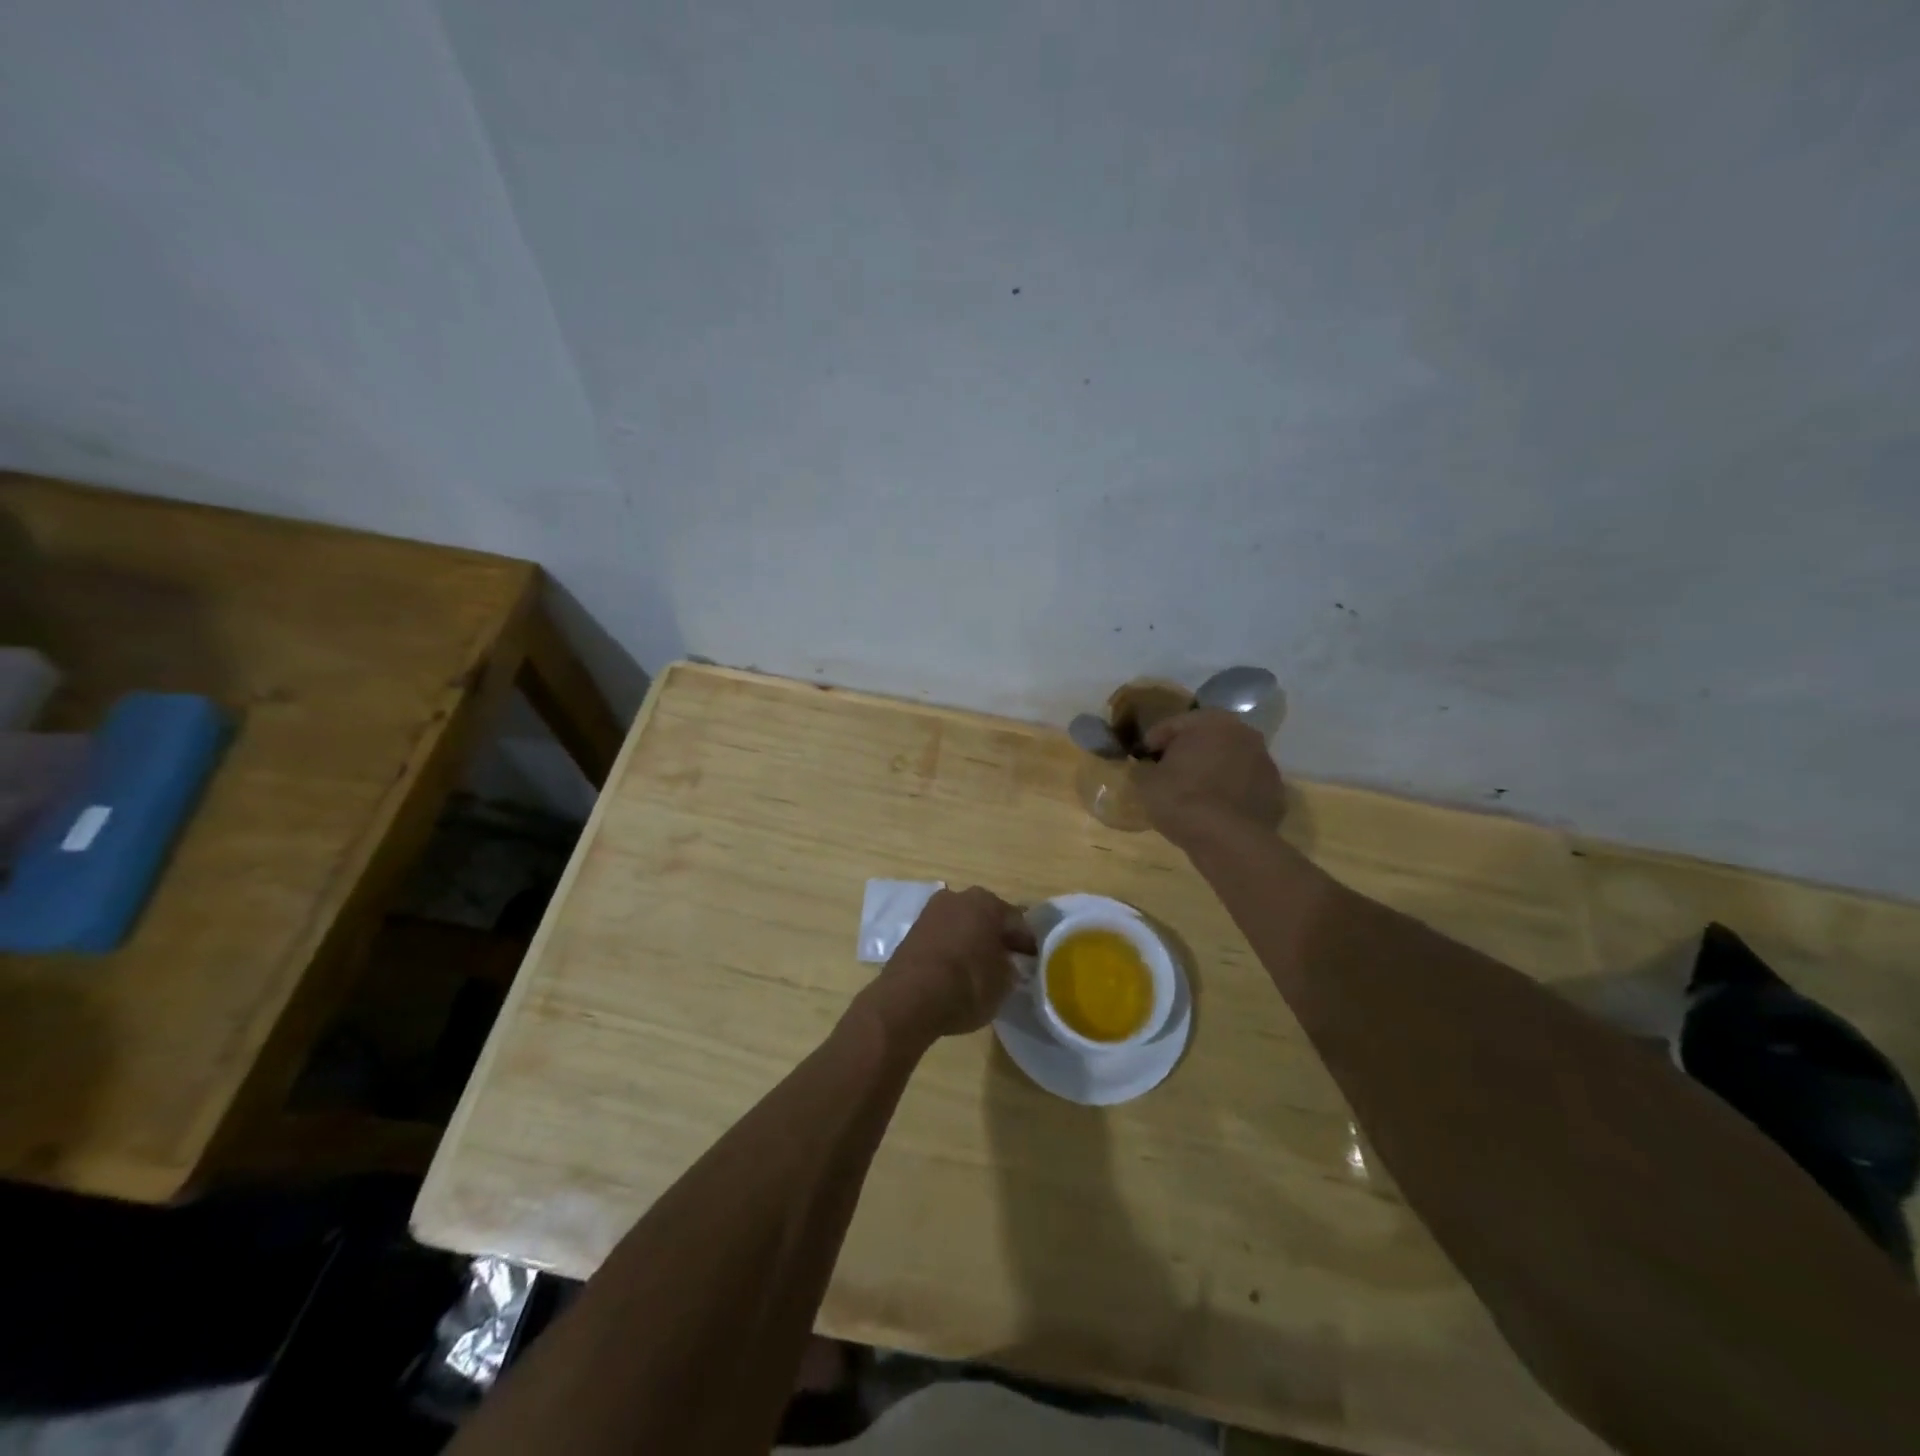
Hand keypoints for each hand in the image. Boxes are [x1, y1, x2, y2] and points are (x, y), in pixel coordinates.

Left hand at [864, 887, 1035, 1046]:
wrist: (909, 999)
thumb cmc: (967, 985)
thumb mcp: (1003, 983)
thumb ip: (1010, 968)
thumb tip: (1007, 965)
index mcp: (987, 902)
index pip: (1016, 921)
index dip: (1026, 943)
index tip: (1032, 961)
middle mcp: (958, 898)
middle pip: (986, 917)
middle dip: (997, 937)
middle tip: (1007, 962)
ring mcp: (932, 912)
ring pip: (962, 924)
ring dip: (972, 940)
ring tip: (980, 968)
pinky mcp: (912, 930)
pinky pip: (942, 936)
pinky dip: (952, 949)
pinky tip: (955, 970)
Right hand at [1135, 709, 1284, 846]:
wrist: (1228, 840)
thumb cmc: (1181, 799)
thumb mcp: (1147, 782)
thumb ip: (1144, 767)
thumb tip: (1145, 767)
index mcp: (1211, 722)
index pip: (1174, 724)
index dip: (1154, 741)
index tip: (1141, 758)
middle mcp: (1244, 733)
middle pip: (1208, 738)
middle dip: (1188, 752)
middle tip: (1168, 771)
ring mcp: (1265, 762)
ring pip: (1230, 760)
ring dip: (1213, 770)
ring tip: (1194, 792)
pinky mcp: (1276, 791)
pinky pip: (1245, 785)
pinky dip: (1231, 791)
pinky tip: (1216, 809)